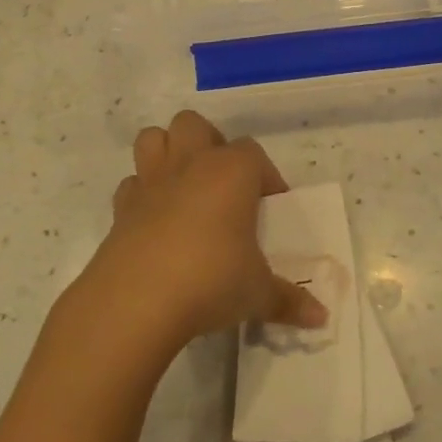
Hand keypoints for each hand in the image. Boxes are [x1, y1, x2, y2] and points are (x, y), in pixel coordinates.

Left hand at [72, 111, 327, 359]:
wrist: (136, 302)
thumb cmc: (211, 281)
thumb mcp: (258, 293)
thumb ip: (289, 299)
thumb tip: (322, 317)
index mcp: (232, 172)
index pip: (254, 153)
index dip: (265, 176)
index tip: (271, 207)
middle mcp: (191, 164)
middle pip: (195, 125)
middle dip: (208, 144)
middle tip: (223, 185)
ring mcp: (151, 182)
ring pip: (154, 138)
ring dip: (168, 153)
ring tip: (185, 188)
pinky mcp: (120, 208)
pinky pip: (132, 184)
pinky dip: (142, 194)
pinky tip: (155, 221)